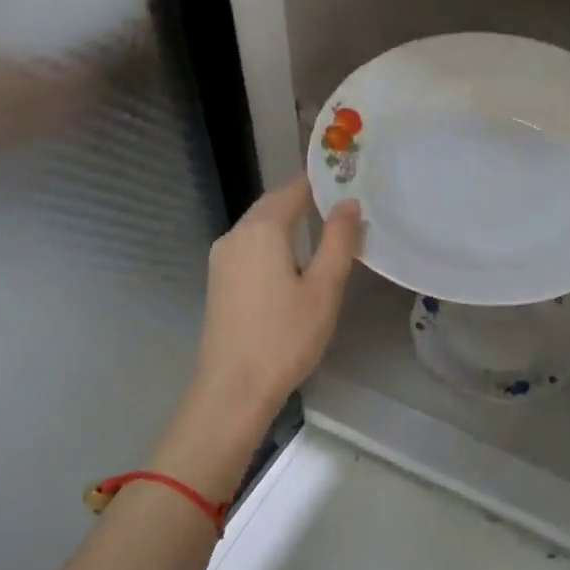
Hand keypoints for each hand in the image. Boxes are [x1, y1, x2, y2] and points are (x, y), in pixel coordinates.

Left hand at [181, 175, 362, 439]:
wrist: (232, 389)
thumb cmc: (285, 337)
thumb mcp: (324, 288)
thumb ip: (339, 241)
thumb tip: (349, 204)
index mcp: (261, 230)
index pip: (293, 189)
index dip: (322, 182)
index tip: (350, 179)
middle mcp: (235, 235)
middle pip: (273, 205)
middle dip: (306, 200)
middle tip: (344, 203)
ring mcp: (222, 258)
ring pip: (260, 225)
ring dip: (290, 221)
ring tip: (326, 228)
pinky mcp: (219, 279)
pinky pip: (251, 245)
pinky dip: (275, 241)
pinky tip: (295, 258)